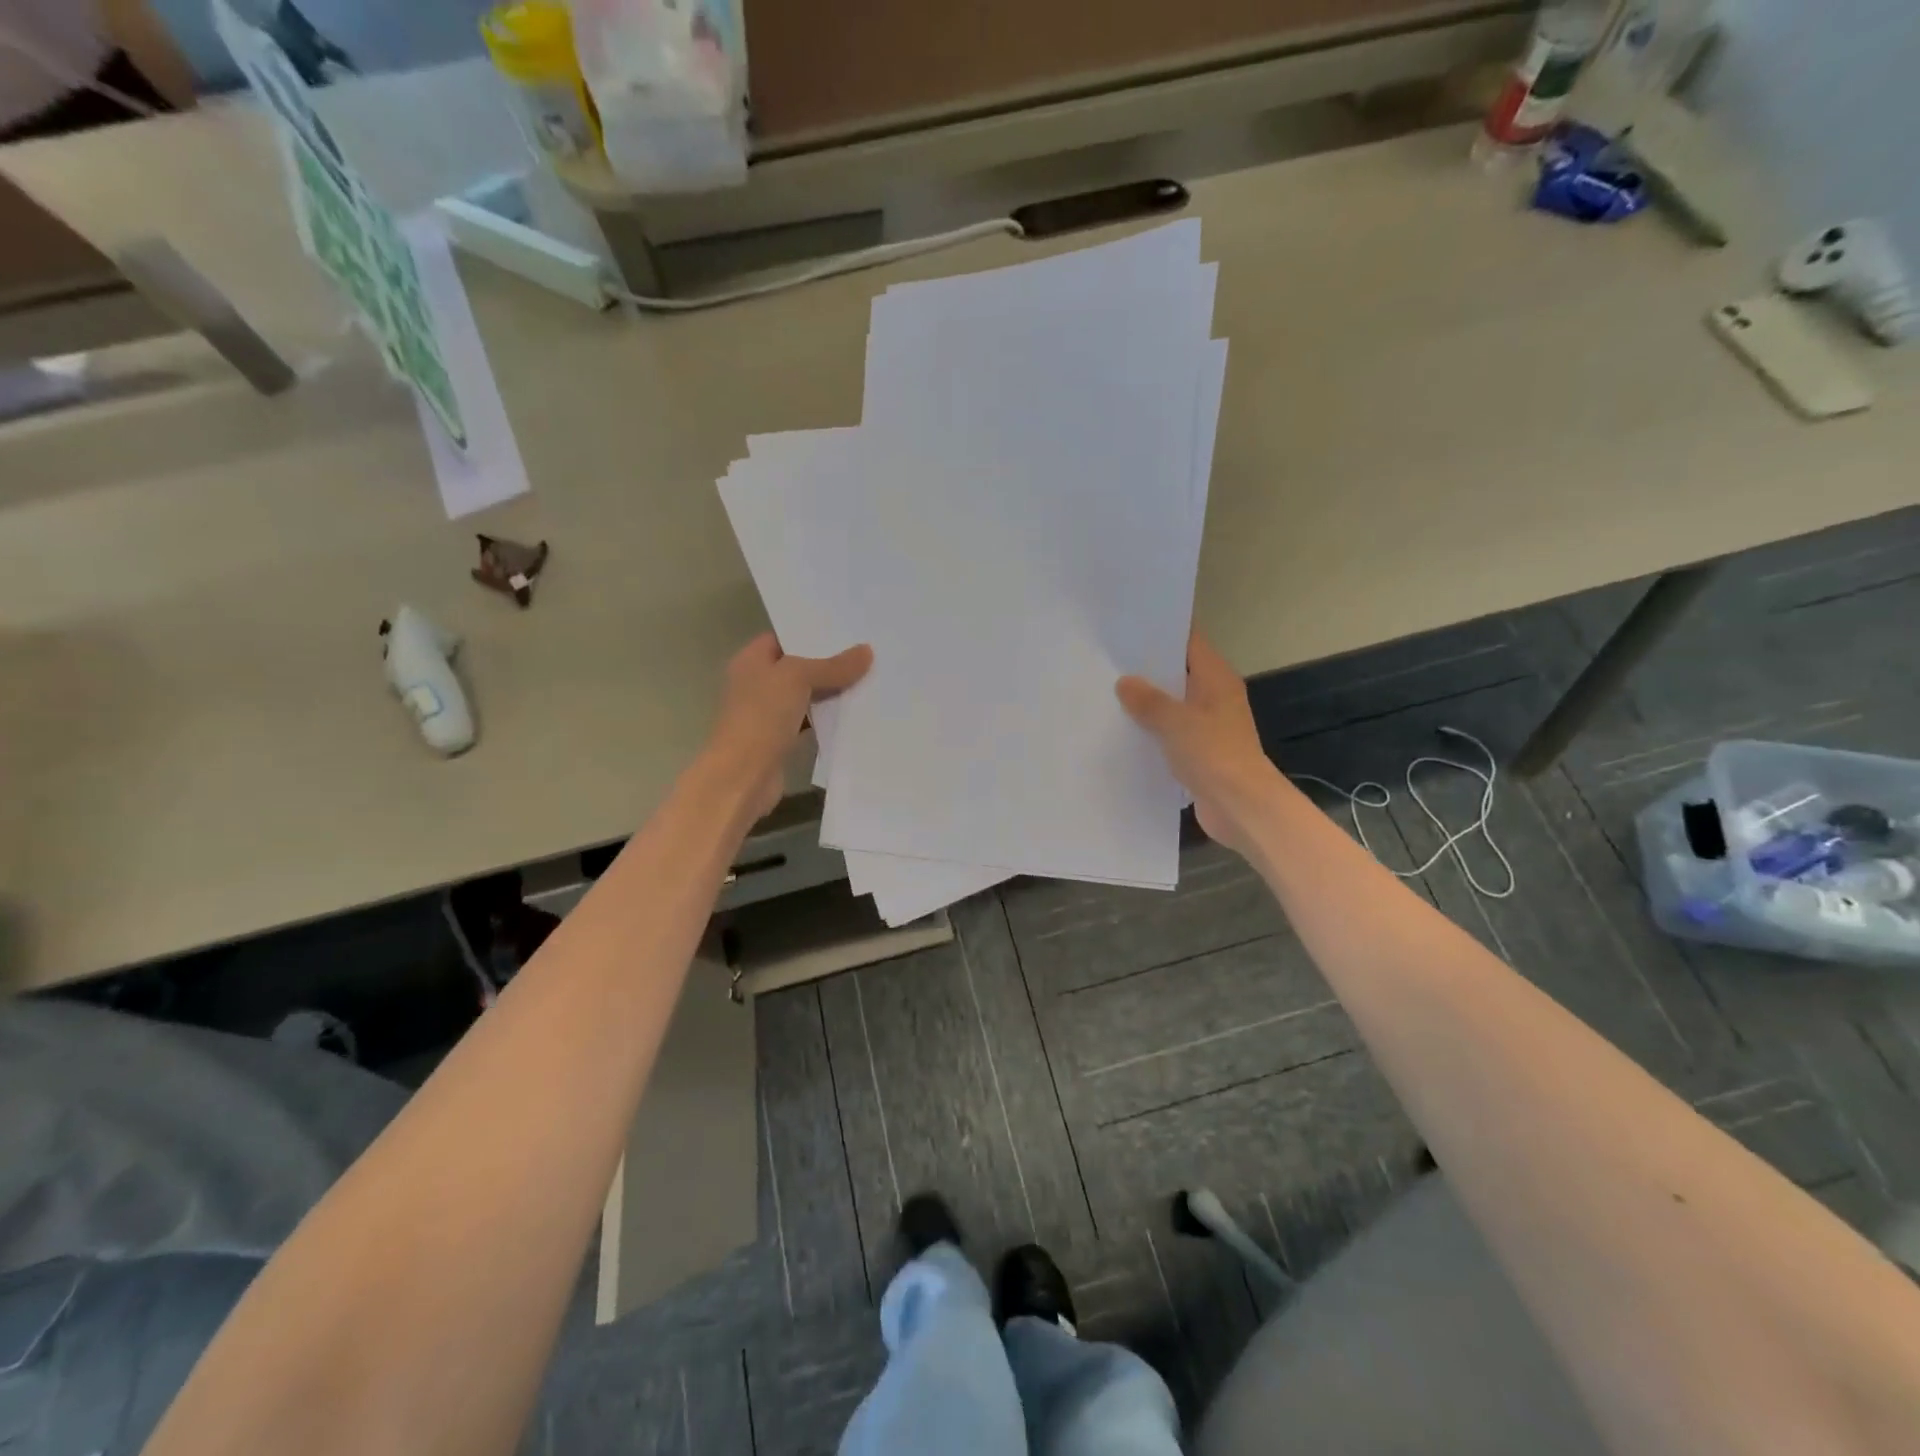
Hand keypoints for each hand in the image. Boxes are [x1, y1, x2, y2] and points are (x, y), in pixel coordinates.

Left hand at [706, 633, 872, 821]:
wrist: (742, 776)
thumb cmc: (761, 717)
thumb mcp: (798, 679)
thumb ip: (832, 665)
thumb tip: (867, 651)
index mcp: (751, 660)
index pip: (784, 638)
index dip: (812, 633)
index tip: (848, 630)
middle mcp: (757, 683)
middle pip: (798, 667)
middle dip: (829, 662)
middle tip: (867, 652)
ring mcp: (768, 714)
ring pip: (806, 695)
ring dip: (832, 692)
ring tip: (870, 678)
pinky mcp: (781, 740)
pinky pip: (810, 721)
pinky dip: (828, 718)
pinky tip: (856, 712)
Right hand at [1117, 630, 1278, 855]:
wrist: (1241, 806)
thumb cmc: (1214, 754)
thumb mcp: (1175, 721)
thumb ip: (1148, 700)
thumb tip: (1125, 683)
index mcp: (1216, 679)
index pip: (1190, 642)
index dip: (1163, 631)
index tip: (1130, 624)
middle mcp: (1215, 697)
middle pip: (1179, 673)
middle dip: (1148, 668)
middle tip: (1108, 658)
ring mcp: (1208, 726)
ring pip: (1173, 705)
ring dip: (1147, 702)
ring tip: (1107, 692)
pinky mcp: (1200, 752)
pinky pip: (1171, 732)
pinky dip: (1152, 730)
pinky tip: (1123, 730)